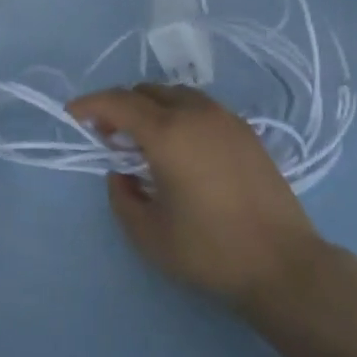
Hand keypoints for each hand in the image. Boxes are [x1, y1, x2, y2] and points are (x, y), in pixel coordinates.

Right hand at [67, 84, 327, 315]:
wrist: (283, 264)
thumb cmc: (209, 251)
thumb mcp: (148, 234)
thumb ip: (121, 197)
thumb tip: (121, 173)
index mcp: (167, 133)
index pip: (118, 102)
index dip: (90, 104)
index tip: (72, 114)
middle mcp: (196, 114)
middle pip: (146, 92)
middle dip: (120, 106)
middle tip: (108, 135)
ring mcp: (226, 119)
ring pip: (176, 95)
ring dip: (151, 108)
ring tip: (144, 140)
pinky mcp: (246, 132)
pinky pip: (201, 108)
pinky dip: (179, 115)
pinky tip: (181, 147)